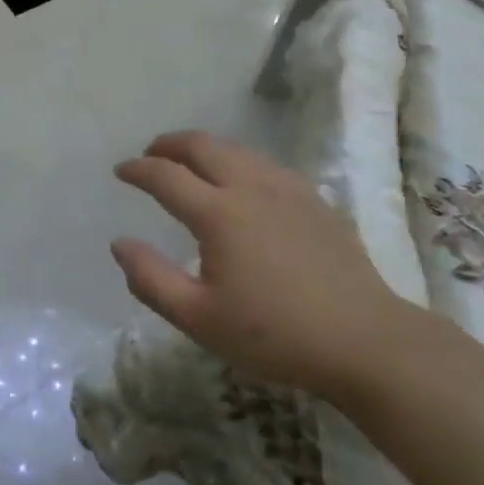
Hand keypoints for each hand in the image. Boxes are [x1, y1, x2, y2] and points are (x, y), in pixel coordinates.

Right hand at [111, 131, 414, 397]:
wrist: (363, 340)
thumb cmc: (274, 334)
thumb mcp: (199, 319)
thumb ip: (151, 279)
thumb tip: (120, 244)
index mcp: (218, 213)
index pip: (165, 176)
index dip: (138, 169)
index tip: (121, 171)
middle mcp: (250, 186)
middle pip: (202, 145)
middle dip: (170, 144)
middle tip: (152, 153)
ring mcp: (287, 189)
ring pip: (237, 149)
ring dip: (205, 148)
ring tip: (191, 162)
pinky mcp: (314, 200)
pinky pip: (265, 164)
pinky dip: (239, 160)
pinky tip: (243, 181)